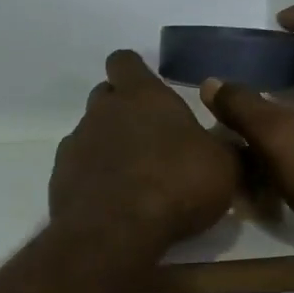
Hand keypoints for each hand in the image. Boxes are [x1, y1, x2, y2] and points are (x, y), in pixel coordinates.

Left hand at [50, 50, 240, 251]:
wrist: (115, 231)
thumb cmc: (176, 184)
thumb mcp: (224, 167)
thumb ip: (226, 149)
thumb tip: (233, 145)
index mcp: (141, 95)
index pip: (125, 61)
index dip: (135, 72)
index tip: (149, 89)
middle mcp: (102, 111)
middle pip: (105, 96)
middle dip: (122, 109)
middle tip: (149, 137)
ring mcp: (76, 144)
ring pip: (90, 133)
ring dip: (108, 147)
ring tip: (133, 177)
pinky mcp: (60, 178)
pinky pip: (79, 168)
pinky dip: (94, 178)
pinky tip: (113, 201)